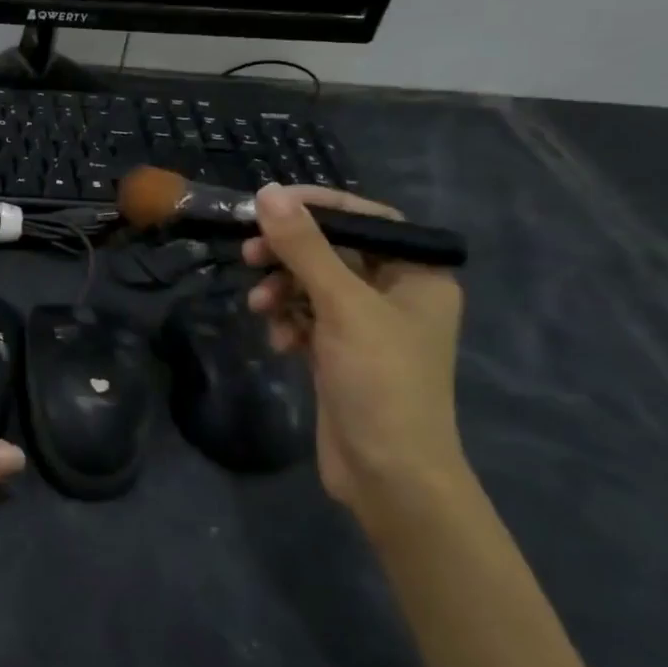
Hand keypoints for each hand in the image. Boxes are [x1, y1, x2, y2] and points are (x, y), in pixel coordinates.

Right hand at [242, 185, 468, 515]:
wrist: (388, 473)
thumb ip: (305, 248)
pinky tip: (279, 342)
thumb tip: (269, 193)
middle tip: (249, 255)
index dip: (319, 207)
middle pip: (334, 252)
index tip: (270, 205)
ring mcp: (367, 327)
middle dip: (290, 255)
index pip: (367, 219)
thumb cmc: (380, 381)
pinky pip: (307, 320)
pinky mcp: (341, 354)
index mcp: (418, 275)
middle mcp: (396, 295)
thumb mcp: (342, 306)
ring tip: (260, 307)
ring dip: (283, 292)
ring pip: (314, 287)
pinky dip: (288, 323)